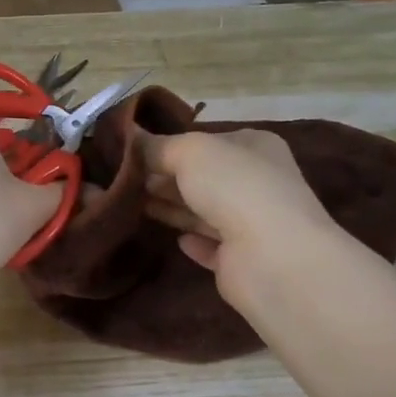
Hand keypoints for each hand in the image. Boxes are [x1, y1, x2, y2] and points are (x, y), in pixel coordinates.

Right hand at [139, 129, 335, 301]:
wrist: (271, 257)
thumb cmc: (234, 188)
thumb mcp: (190, 152)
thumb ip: (158, 146)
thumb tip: (130, 136)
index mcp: (255, 147)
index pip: (208, 141)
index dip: (171, 145)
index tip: (132, 153)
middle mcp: (257, 182)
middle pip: (203, 177)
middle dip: (166, 178)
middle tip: (124, 180)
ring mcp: (252, 223)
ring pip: (204, 211)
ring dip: (172, 207)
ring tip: (131, 204)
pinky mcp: (241, 260)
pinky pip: (211, 246)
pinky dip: (194, 241)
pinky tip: (176, 240)